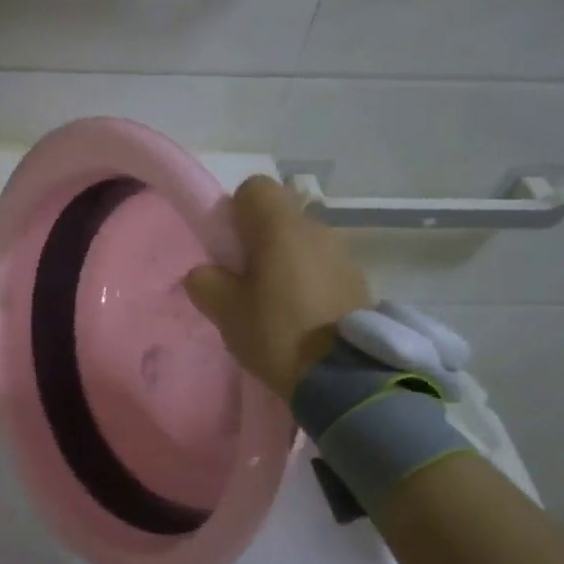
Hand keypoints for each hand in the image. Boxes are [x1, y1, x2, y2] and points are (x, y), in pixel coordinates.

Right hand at [183, 176, 370, 399]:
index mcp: (280, 227)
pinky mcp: (359, 281)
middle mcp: (316, 228)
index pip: (253, 188)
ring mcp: (343, 254)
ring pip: (302, 242)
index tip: (228, 247)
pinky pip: (322, 267)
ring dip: (286, 262)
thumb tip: (207, 272)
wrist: (346, 376)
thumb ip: (205, 281)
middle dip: (259, 240)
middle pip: (279, 216)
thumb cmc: (277, 333)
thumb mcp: (223, 310)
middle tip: (245, 281)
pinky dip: (308, 281)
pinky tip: (301, 318)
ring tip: (275, 305)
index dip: (235, 211)